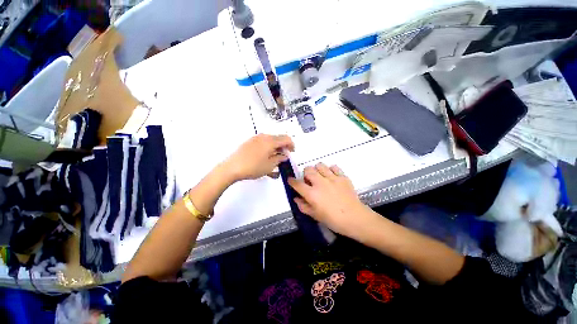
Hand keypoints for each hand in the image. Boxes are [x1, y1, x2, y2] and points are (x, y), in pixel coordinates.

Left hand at [223, 134, 294, 181]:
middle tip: (284, 156)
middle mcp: (264, 136)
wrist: (232, 168)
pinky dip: (269, 147)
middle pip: (279, 138)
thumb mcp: (269, 165)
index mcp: (270, 141)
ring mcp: (256, 138)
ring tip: (276, 157)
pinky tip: (266, 156)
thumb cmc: (253, 167)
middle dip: (284, 146)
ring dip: (276, 147)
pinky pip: (263, 141)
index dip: (291, 145)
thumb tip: (284, 155)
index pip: (286, 139)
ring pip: (271, 140)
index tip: (292, 152)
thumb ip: (279, 159)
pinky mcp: (250, 141)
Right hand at [288, 163, 375, 237]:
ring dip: (317, 169)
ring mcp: (332, 178)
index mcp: (312, 194)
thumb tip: (296, 198)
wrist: (355, 218)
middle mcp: (320, 183)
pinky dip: (331, 170)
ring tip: (320, 176)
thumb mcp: (315, 215)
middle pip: (308, 169)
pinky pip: (334, 167)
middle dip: (305, 173)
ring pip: (320, 165)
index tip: (291, 180)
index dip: (292, 181)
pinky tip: (332, 176)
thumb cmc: (333, 220)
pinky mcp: (342, 177)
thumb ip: (303, 206)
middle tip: (309, 180)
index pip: (297, 184)